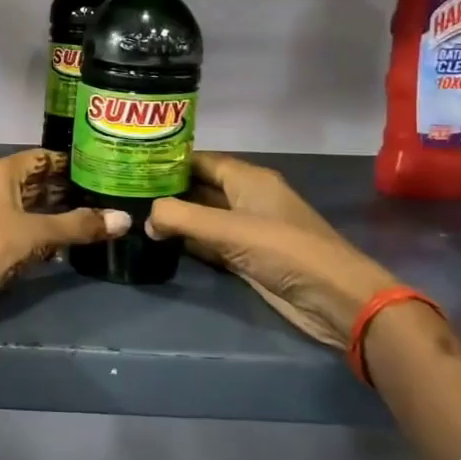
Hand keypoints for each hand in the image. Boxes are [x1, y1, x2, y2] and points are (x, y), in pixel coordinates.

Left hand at [0, 150, 128, 324]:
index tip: (103, 169)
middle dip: (67, 191)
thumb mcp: (35, 232)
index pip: (42, 158)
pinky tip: (65, 244)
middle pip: (35, 182)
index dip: (70, 163)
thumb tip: (126, 219)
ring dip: (55, 214)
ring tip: (94, 219)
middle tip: (107, 197)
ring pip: (28, 207)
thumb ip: (77, 226)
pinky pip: (20, 228)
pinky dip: (41, 233)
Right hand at [145, 153, 400, 350]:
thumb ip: (181, 218)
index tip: (132, 161)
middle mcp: (246, 198)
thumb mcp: (229, 229)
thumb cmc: (285, 251)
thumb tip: (145, 218)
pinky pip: (209, 243)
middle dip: (166, 189)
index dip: (168, 159)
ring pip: (202, 216)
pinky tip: (159, 242)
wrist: (335, 300)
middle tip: (125, 190)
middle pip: (199, 187)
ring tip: (133, 213)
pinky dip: (187, 241)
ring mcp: (247, 229)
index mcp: (248, 178)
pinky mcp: (246, 258)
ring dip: (174, 217)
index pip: (200, 160)